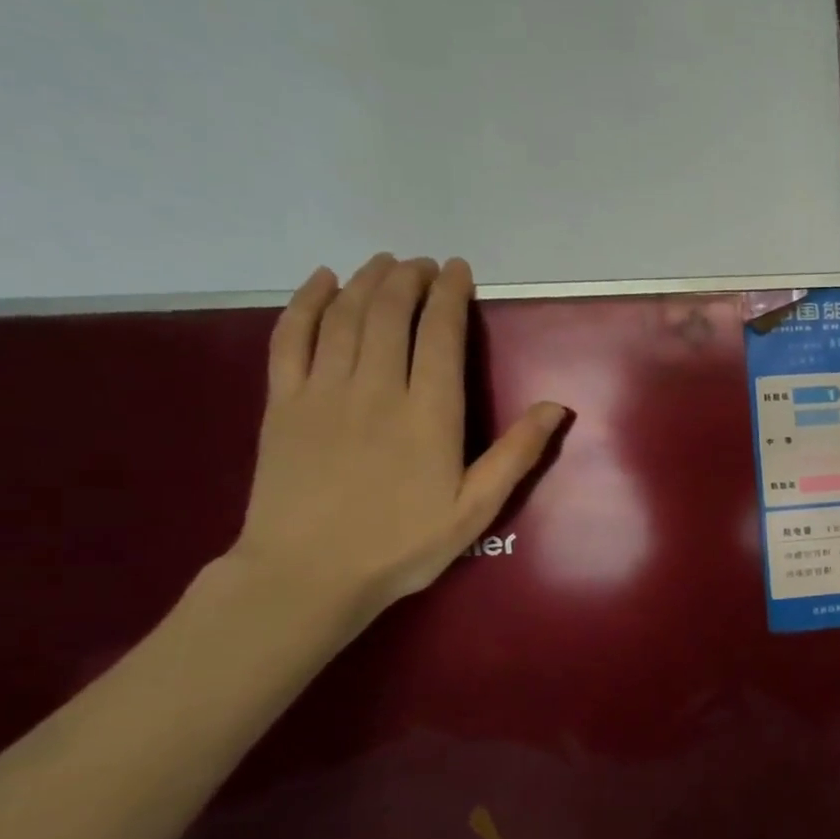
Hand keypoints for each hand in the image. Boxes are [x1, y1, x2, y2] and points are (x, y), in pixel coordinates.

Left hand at [226, 254, 565, 628]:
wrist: (308, 574)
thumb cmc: (403, 545)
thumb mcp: (476, 509)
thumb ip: (516, 454)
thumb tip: (557, 406)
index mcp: (429, 414)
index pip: (441, 335)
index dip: (451, 296)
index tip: (459, 270)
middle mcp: (376, 388)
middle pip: (390, 313)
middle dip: (410, 280)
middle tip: (425, 264)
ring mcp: (323, 391)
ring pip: (344, 316)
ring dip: (367, 281)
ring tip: (386, 264)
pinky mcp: (283, 402)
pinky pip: (291, 337)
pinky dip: (306, 303)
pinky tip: (321, 282)